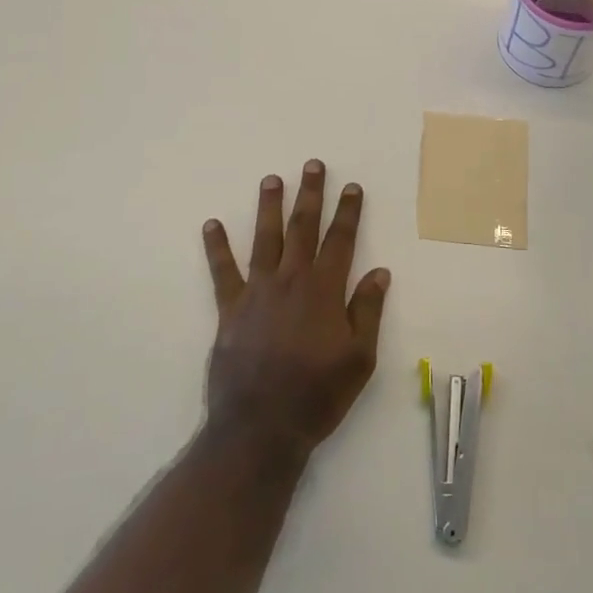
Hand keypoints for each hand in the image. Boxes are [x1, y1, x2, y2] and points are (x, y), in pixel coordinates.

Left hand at [200, 160, 390, 459]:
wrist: (261, 428)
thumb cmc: (317, 395)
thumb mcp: (359, 359)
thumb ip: (368, 311)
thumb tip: (380, 272)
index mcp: (325, 291)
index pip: (340, 241)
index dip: (348, 212)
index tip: (351, 186)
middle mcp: (291, 281)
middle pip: (303, 228)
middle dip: (310, 194)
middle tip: (313, 165)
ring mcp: (258, 292)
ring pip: (266, 239)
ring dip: (269, 207)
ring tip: (271, 179)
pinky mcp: (230, 309)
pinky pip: (223, 271)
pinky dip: (217, 247)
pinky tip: (211, 224)